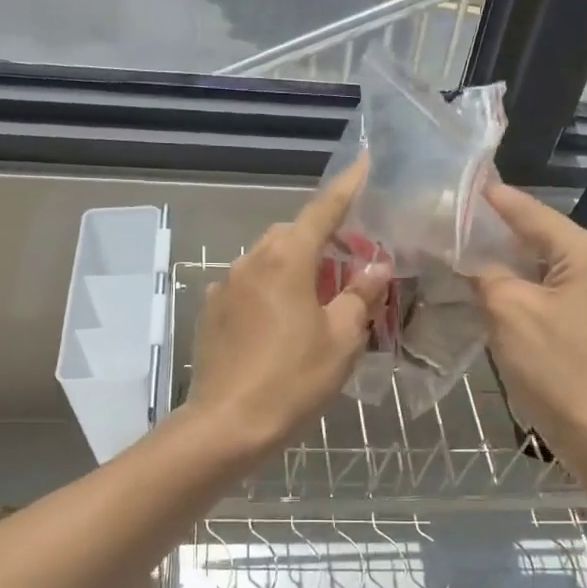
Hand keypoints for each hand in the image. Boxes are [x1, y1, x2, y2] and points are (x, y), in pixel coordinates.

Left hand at [182, 164, 388, 464]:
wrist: (228, 424)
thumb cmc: (294, 379)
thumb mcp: (342, 338)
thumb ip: (360, 295)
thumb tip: (376, 265)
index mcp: (286, 259)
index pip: (323, 210)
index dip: (347, 187)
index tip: (363, 163)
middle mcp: (251, 261)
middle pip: (291, 235)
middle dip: (320, 238)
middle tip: (348, 262)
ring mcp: (225, 286)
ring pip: (266, 260)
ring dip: (293, 266)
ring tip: (316, 297)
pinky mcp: (210, 311)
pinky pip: (247, 287)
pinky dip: (269, 290)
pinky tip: (280, 323)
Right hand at [474, 182, 586, 483]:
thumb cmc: (556, 367)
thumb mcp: (509, 312)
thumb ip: (486, 275)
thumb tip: (468, 259)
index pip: (534, 214)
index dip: (497, 199)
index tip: (466, 179)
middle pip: (541, 237)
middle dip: (498, 229)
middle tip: (455, 216)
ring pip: (543, 267)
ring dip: (506, 260)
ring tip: (464, 246)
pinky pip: (547, 292)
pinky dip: (518, 287)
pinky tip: (490, 287)